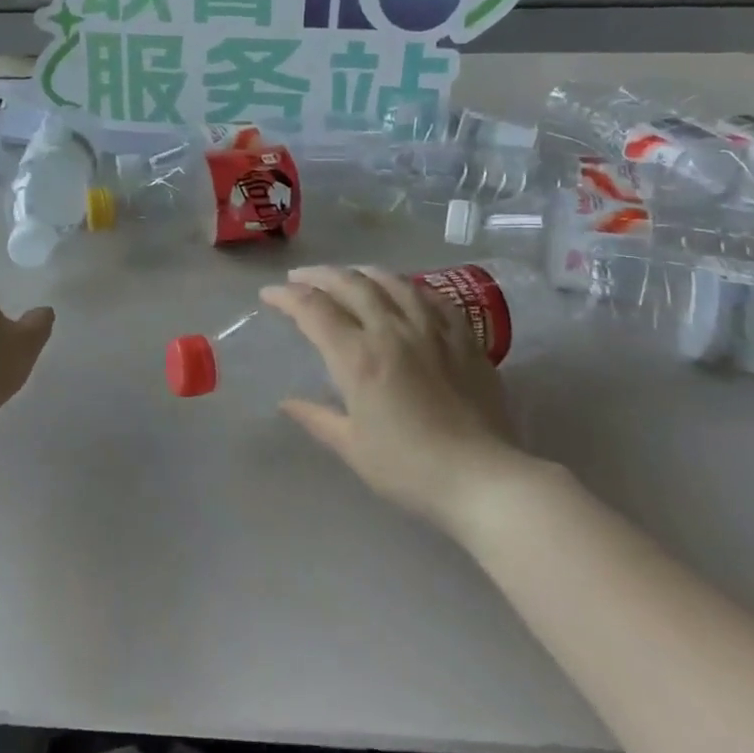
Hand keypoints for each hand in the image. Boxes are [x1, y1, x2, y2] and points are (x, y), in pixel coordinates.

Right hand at [261, 266, 536, 531]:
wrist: (484, 479)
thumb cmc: (409, 468)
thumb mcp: (352, 447)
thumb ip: (316, 418)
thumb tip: (287, 402)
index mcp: (358, 357)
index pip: (313, 310)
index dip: (286, 297)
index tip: (269, 295)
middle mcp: (392, 331)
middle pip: (350, 284)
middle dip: (319, 276)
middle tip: (300, 279)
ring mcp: (432, 330)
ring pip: (392, 282)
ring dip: (362, 273)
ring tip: (348, 275)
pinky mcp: (464, 339)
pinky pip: (433, 297)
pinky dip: (409, 287)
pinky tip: (404, 290)